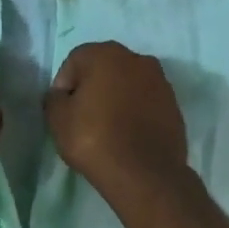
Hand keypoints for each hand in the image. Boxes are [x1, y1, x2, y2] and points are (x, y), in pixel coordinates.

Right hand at [44, 42, 190, 204]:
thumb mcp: (57, 118)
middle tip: (83, 118)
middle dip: (92, 89)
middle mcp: (137, 59)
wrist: (144, 174)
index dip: (64, 86)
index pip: (74, 62)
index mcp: (106, 53)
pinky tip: (128, 135)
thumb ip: (54, 98)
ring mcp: (160, 81)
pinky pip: (145, 102)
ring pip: (127, 84)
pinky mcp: (174, 105)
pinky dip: (135, 112)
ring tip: (107, 128)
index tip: (63, 112)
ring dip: (115, 99)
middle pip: (104, 69)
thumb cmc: (94, 138)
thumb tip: (62, 95)